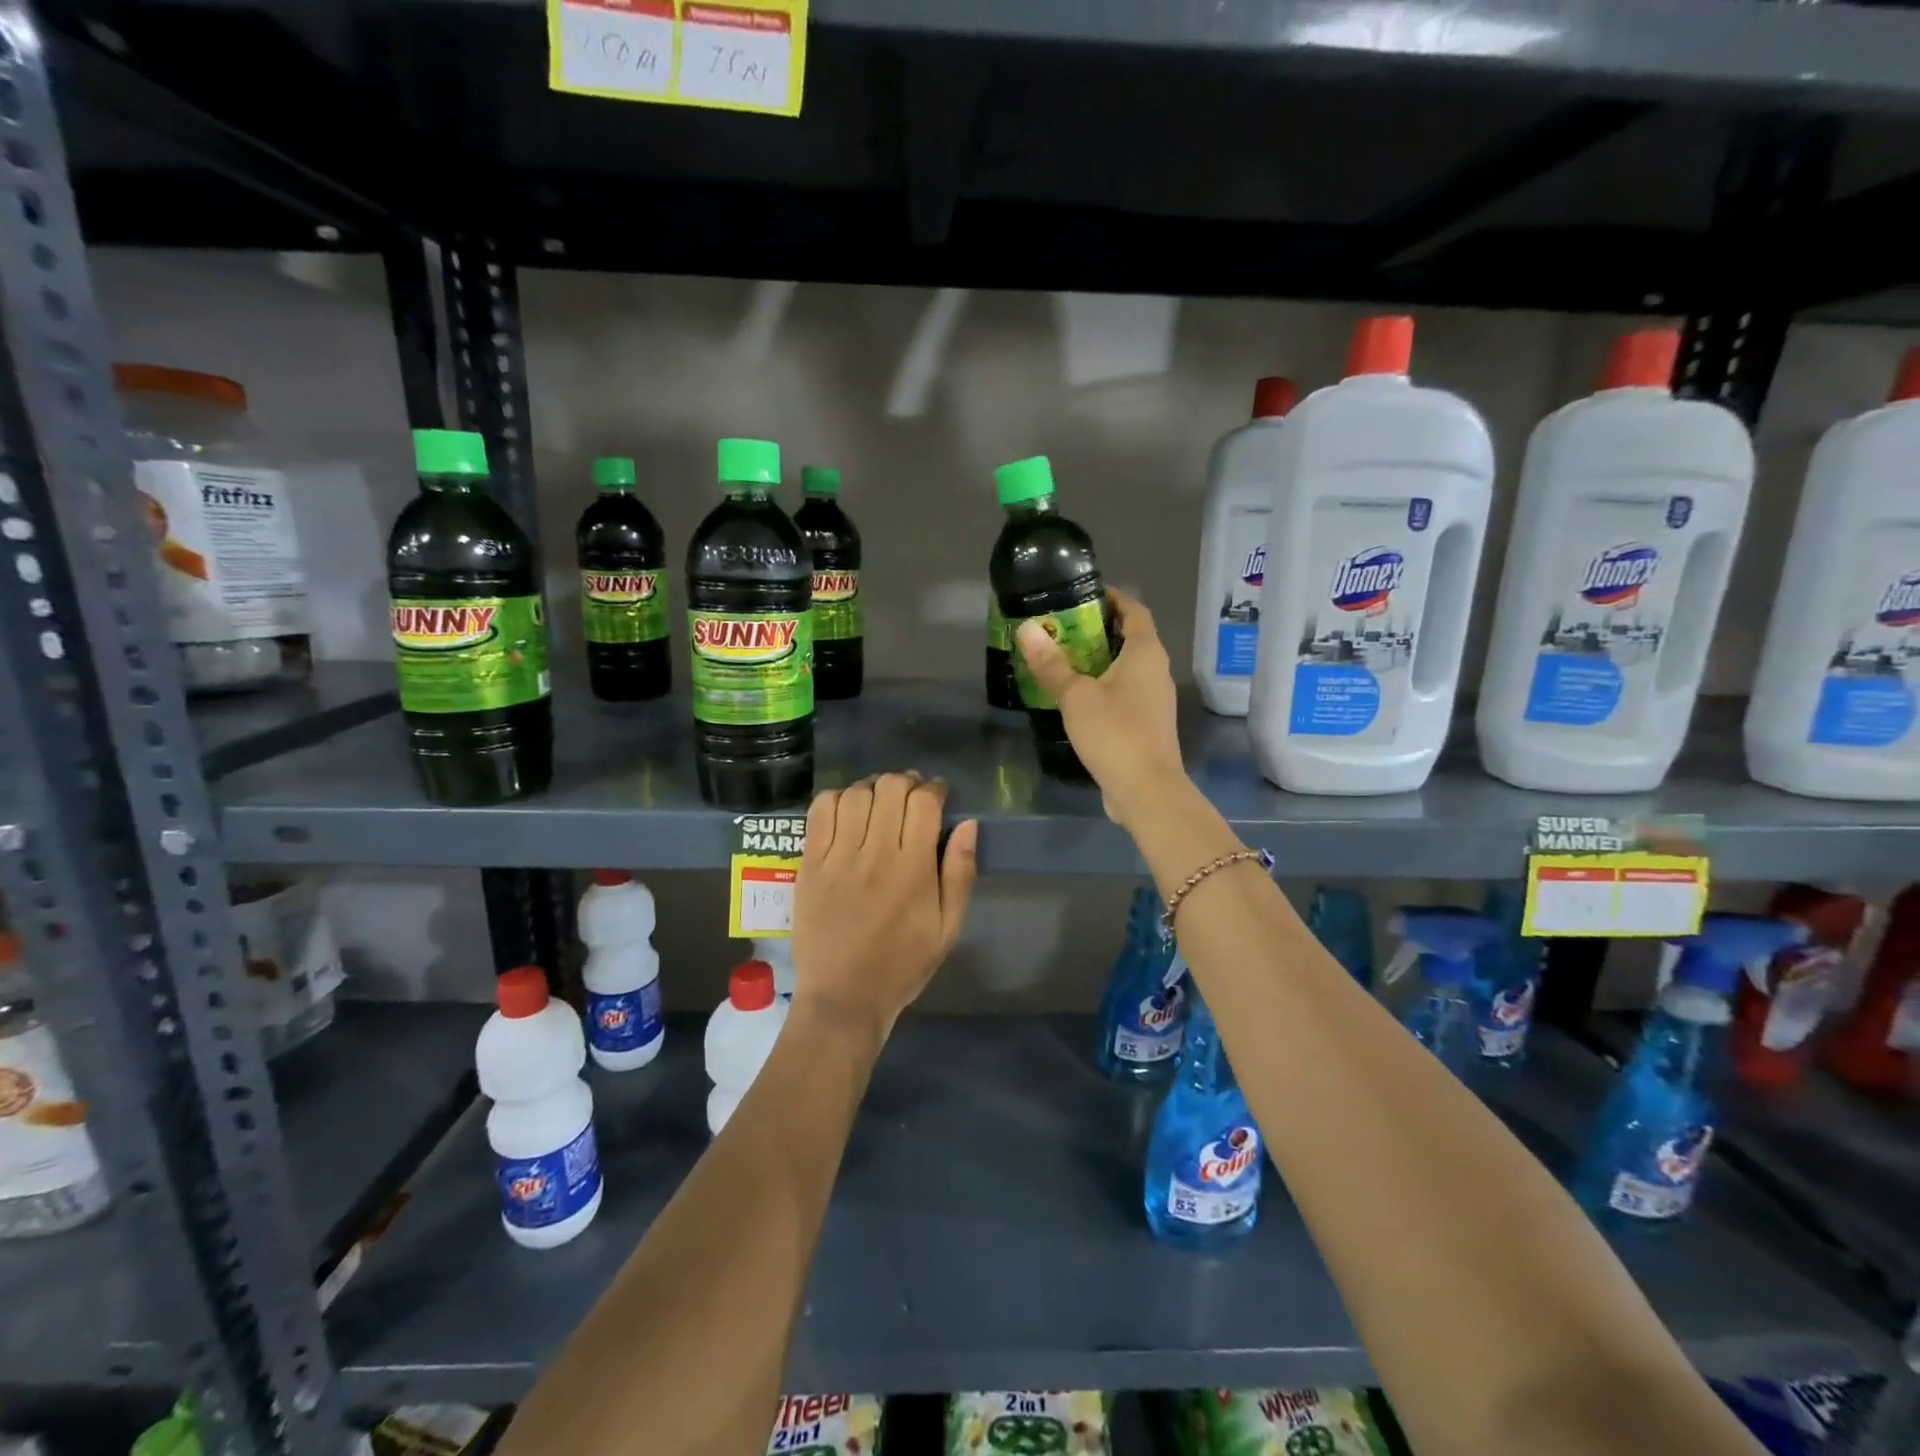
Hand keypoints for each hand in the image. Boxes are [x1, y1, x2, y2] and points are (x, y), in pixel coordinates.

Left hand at [790, 773, 978, 1042]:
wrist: (843, 998)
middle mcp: (875, 854)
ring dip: (872, 787)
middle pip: (890, 788)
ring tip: (879, 801)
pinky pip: (820, 812)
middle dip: (906, 782)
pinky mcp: (809, 864)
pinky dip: (836, 798)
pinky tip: (847, 809)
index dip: (934, 789)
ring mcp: (837, 857)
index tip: (938, 795)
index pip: (924, 803)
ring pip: (856, 794)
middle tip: (910, 796)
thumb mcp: (948, 928)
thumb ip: (960, 873)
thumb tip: (968, 824)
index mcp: (913, 869)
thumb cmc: (902, 965)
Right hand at [1015, 590, 1184, 826]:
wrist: (1146, 790)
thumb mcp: (1076, 696)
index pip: (1133, 610)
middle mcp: (1155, 670)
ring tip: (1061, 660)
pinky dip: (1102, 686)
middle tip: (1059, 628)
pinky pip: (1124, 693)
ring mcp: (1154, 699)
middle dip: (1096, 630)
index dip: (1111, 598)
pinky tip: (1075, 697)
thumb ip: (1051, 663)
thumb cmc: (1115, 733)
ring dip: (1097, 661)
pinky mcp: (1147, 724)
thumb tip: (1027, 629)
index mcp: (1146, 653)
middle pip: (1129, 638)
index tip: (1080, 596)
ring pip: (1126, 668)